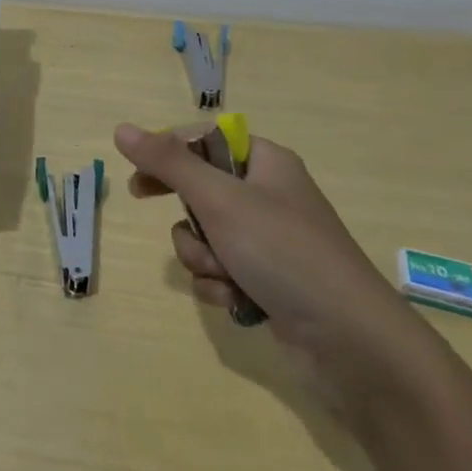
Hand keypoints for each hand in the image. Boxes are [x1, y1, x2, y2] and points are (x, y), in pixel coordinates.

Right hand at [113, 123, 430, 406]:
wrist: (350, 342)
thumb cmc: (284, 253)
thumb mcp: (220, 199)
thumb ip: (168, 163)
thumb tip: (121, 128)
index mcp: (266, 162)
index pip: (204, 141)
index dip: (169, 156)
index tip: (139, 180)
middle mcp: (268, 196)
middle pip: (201, 191)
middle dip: (188, 218)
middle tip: (166, 222)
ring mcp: (269, 242)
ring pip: (205, 236)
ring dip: (202, 258)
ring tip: (226, 275)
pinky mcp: (268, 281)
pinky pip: (220, 271)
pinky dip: (219, 285)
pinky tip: (237, 301)